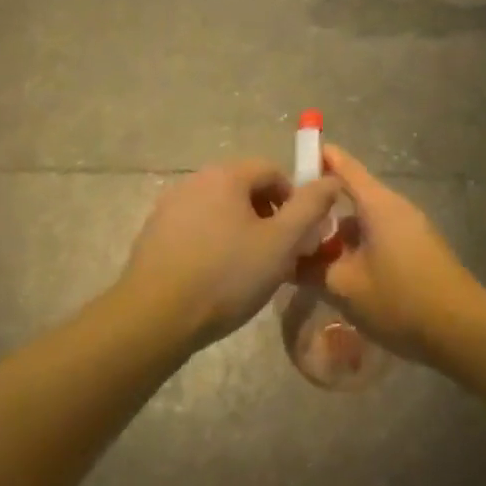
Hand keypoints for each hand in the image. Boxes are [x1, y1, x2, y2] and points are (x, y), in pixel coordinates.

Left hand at [120, 160, 341, 348]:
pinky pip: (196, 227)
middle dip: (268, 217)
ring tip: (249, 269)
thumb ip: (310, 207)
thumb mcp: (281, 243)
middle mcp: (194, 180)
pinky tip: (216, 276)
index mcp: (225, 175)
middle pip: (244, 188)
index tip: (299, 236)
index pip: (272, 170)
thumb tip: (331, 178)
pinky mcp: (154, 232)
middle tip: (278, 255)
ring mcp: (169, 206)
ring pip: (219, 210)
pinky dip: (213, 242)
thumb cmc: (227, 275)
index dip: (294, 200)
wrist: (156, 315)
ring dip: (241, 231)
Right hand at [301, 145, 485, 359]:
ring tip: (311, 256)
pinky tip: (343, 275)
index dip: (319, 158)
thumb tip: (288, 260)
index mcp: (378, 205)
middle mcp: (397, 208)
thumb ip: (311, 269)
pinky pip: (380, 238)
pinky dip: (358, 248)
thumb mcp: (344, 287)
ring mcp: (412, 229)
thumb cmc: (400, 300)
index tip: (295, 158)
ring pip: (365, 222)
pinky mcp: (420, 251)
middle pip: (353, 196)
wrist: (463, 332)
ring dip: (339, 234)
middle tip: (291, 224)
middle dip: (322, 208)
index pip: (344, 167)